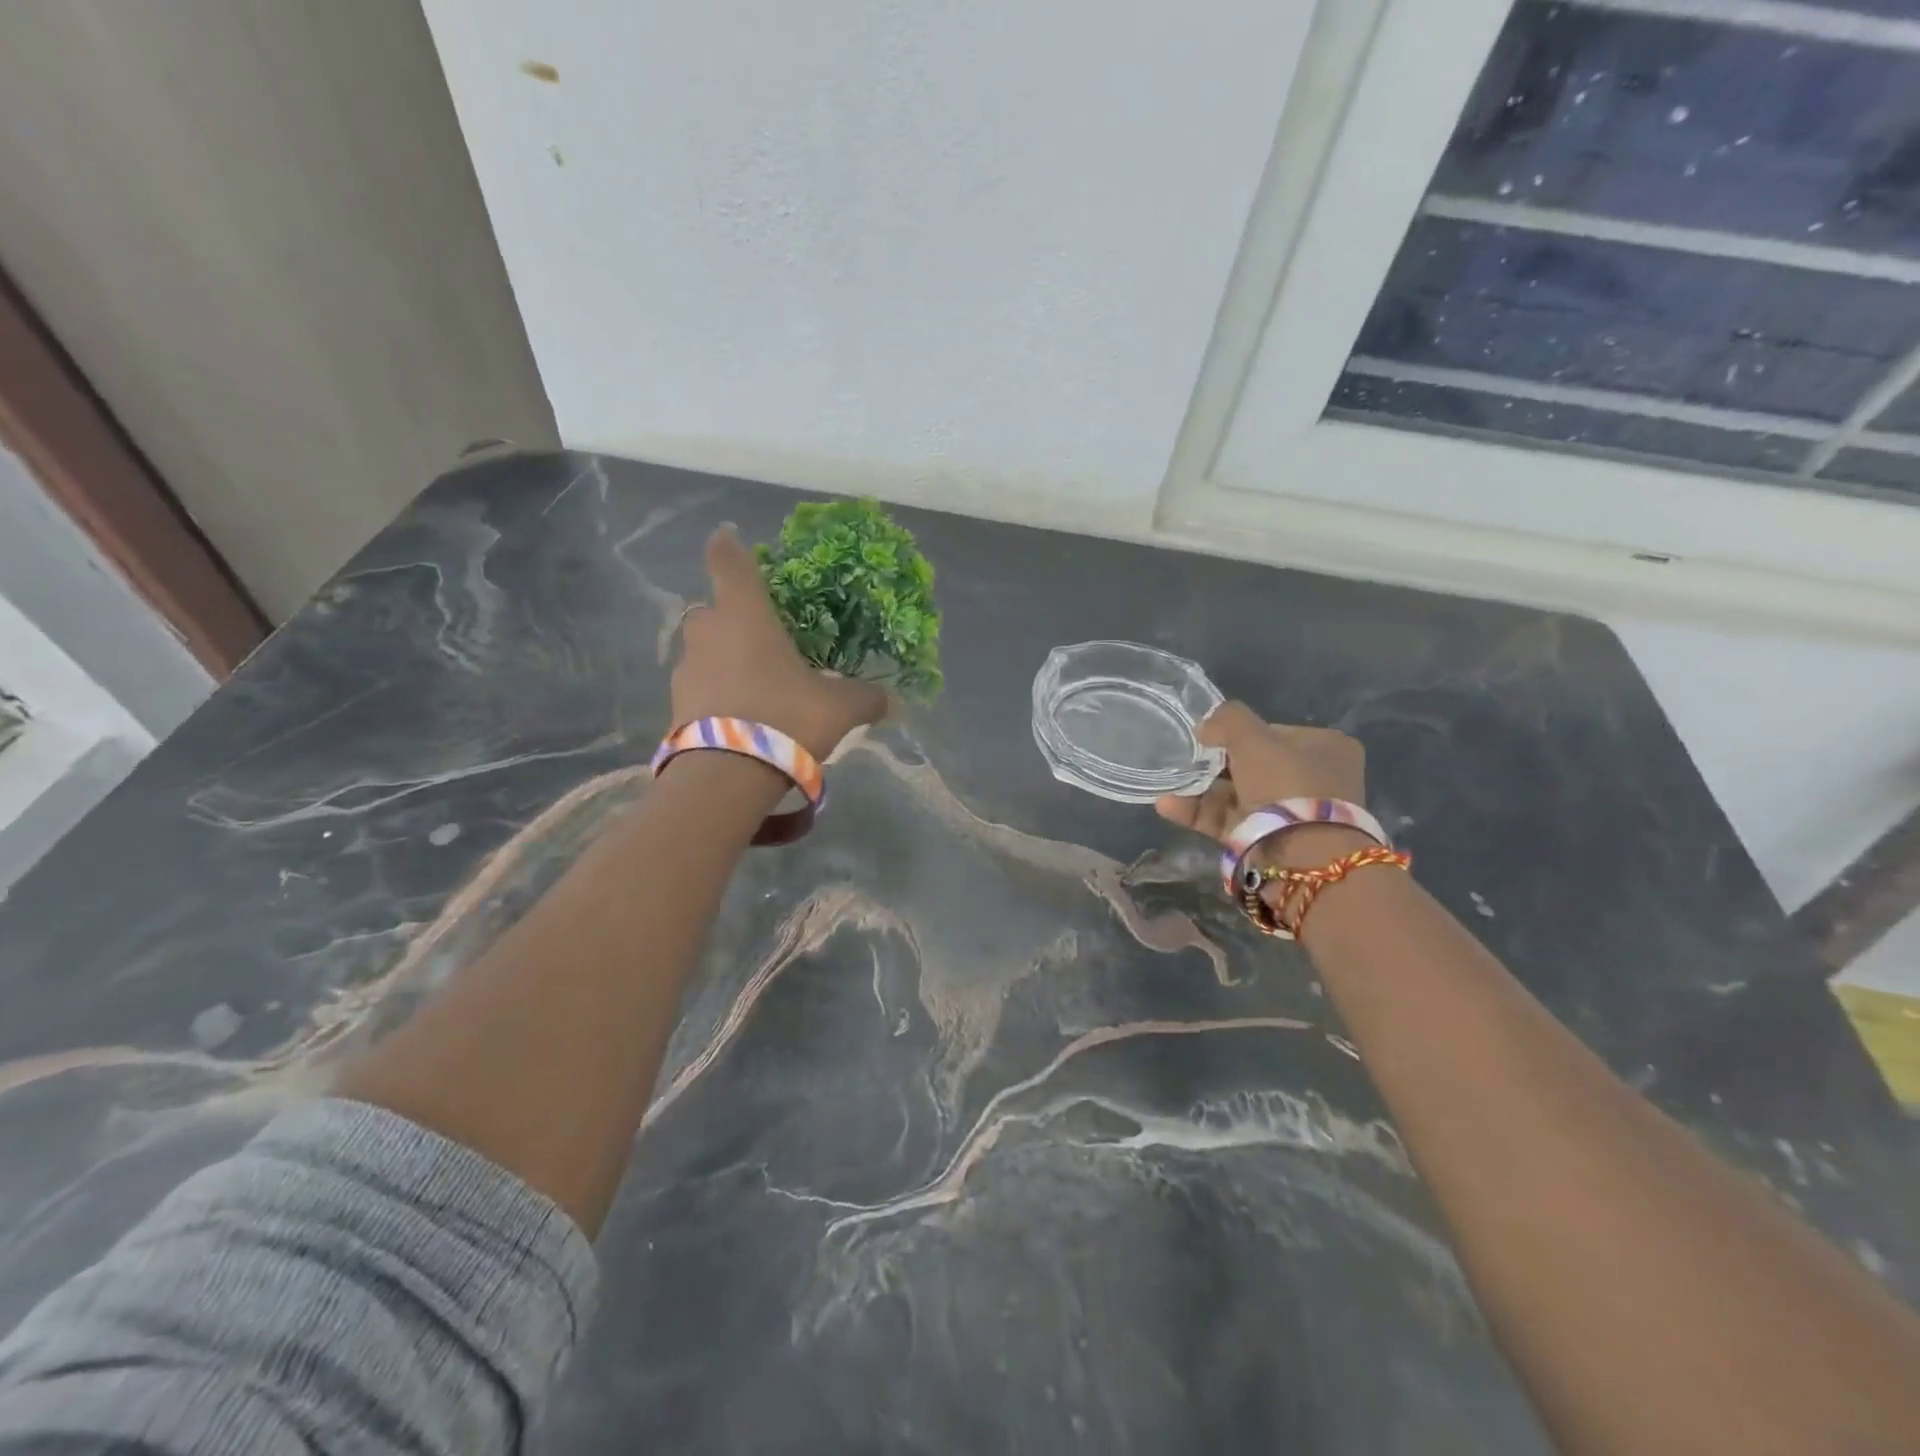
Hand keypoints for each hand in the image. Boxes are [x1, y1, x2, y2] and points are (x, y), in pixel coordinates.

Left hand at [672, 526, 889, 759]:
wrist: (726, 776)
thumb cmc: (785, 718)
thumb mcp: (839, 708)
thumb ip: (866, 697)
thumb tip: (892, 701)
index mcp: (746, 617)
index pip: (730, 564)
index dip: (728, 546)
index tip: (726, 535)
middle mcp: (709, 634)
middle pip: (711, 611)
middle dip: (730, 617)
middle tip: (758, 634)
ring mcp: (686, 671)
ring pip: (702, 652)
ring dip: (721, 658)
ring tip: (753, 684)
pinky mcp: (675, 708)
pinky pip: (698, 689)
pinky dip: (714, 694)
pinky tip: (738, 717)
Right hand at [1155, 702, 1365, 843]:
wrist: (1301, 856)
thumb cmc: (1285, 783)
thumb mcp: (1252, 737)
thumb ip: (1227, 720)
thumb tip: (1205, 726)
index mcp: (1326, 748)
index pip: (1274, 733)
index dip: (1239, 734)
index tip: (1209, 738)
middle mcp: (1314, 780)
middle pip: (1254, 765)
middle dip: (1215, 765)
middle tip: (1185, 761)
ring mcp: (1292, 814)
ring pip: (1238, 795)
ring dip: (1200, 790)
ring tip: (1167, 784)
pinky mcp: (1269, 841)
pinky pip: (1229, 821)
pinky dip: (1198, 813)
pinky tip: (1167, 805)